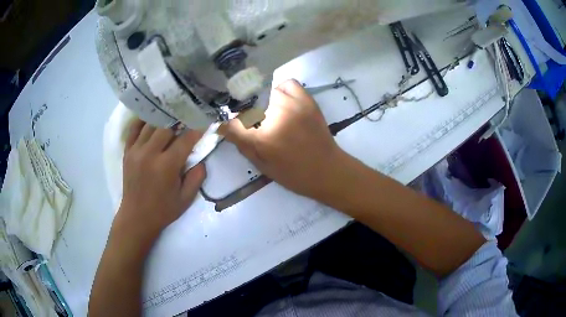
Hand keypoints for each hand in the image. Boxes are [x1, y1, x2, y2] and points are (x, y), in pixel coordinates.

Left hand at [115, 119, 205, 241]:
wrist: (136, 217)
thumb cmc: (163, 210)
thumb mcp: (186, 198)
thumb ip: (197, 177)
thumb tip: (201, 159)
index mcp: (166, 166)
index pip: (185, 139)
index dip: (197, 129)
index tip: (205, 121)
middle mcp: (150, 154)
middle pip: (166, 126)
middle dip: (180, 120)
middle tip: (188, 116)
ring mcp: (136, 151)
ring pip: (150, 124)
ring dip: (163, 118)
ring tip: (172, 114)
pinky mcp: (127, 151)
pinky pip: (134, 129)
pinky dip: (143, 120)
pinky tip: (152, 117)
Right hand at [219, 79, 345, 199]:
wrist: (327, 170)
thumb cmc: (293, 174)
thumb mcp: (262, 166)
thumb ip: (242, 145)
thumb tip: (226, 128)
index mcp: (263, 139)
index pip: (233, 124)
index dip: (227, 126)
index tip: (226, 127)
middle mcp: (275, 116)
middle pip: (248, 105)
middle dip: (245, 114)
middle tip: (251, 123)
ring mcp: (293, 105)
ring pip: (266, 92)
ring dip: (263, 102)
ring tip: (268, 112)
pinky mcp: (306, 100)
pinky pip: (288, 84)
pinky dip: (281, 89)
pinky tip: (282, 101)